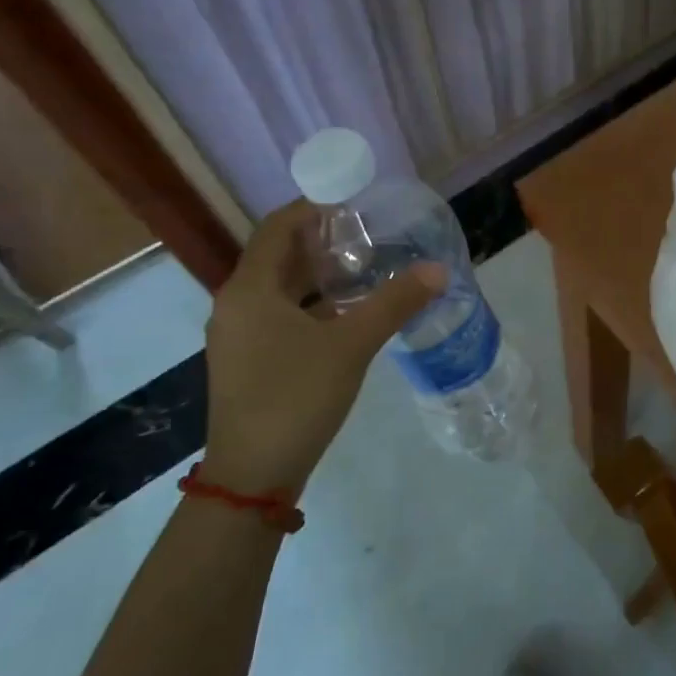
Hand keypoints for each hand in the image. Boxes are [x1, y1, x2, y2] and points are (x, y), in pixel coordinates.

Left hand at [203, 202, 444, 496]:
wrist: (253, 473)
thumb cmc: (295, 397)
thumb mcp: (352, 345)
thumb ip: (395, 303)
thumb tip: (438, 269)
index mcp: (251, 289)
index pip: (279, 227)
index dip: (314, 208)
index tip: (356, 202)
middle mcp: (237, 303)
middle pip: (279, 255)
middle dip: (323, 241)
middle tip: (371, 233)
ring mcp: (239, 334)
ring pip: (280, 288)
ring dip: (319, 274)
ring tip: (366, 267)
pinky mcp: (248, 359)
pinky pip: (280, 313)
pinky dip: (311, 303)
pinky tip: (347, 313)